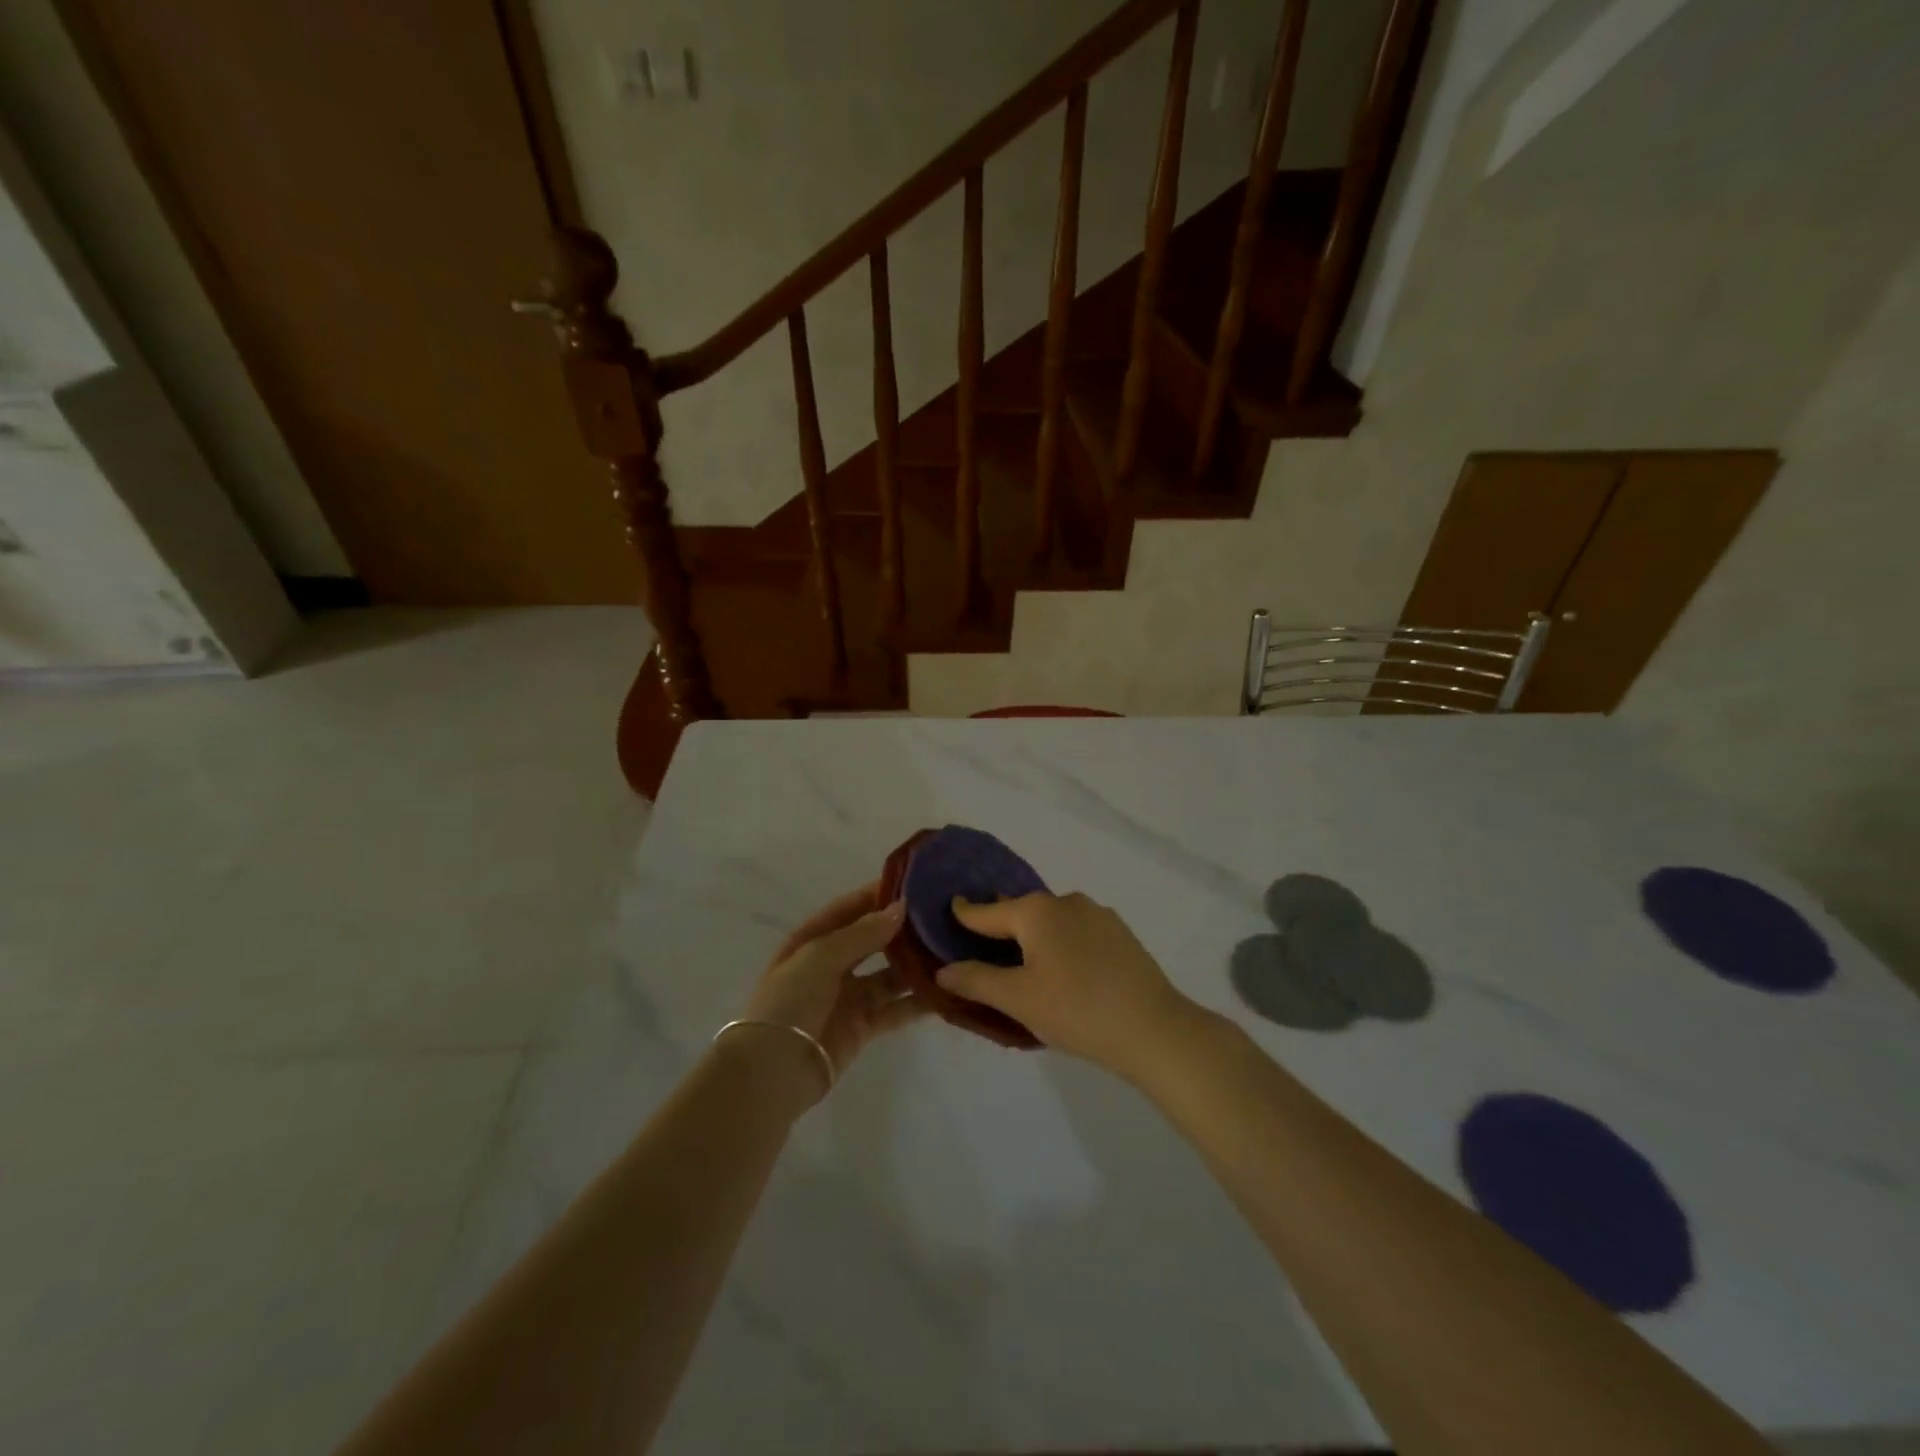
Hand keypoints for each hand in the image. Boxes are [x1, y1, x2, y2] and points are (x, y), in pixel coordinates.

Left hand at [737, 884, 926, 1099]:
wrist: (773, 1071)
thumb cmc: (790, 1002)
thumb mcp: (820, 957)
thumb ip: (862, 933)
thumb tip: (900, 907)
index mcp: (811, 941)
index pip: (848, 909)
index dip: (876, 896)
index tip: (913, 884)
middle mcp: (831, 965)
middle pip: (871, 940)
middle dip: (901, 929)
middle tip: (939, 915)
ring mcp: (849, 996)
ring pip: (889, 974)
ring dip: (915, 964)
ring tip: (950, 950)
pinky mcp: (864, 1026)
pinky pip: (896, 1008)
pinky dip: (918, 1001)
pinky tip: (945, 990)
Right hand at [937, 892, 1201, 1080]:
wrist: (1155, 1029)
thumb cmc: (1076, 1010)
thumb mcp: (1018, 999)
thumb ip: (976, 980)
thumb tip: (943, 970)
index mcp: (1037, 911)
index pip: (988, 910)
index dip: (965, 913)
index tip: (950, 907)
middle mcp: (1066, 901)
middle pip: (1021, 911)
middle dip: (1001, 926)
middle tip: (982, 947)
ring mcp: (1098, 915)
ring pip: (1052, 921)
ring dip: (1034, 936)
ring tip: (1024, 964)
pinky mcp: (1121, 934)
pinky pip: (1077, 932)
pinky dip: (1062, 944)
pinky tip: (1065, 970)